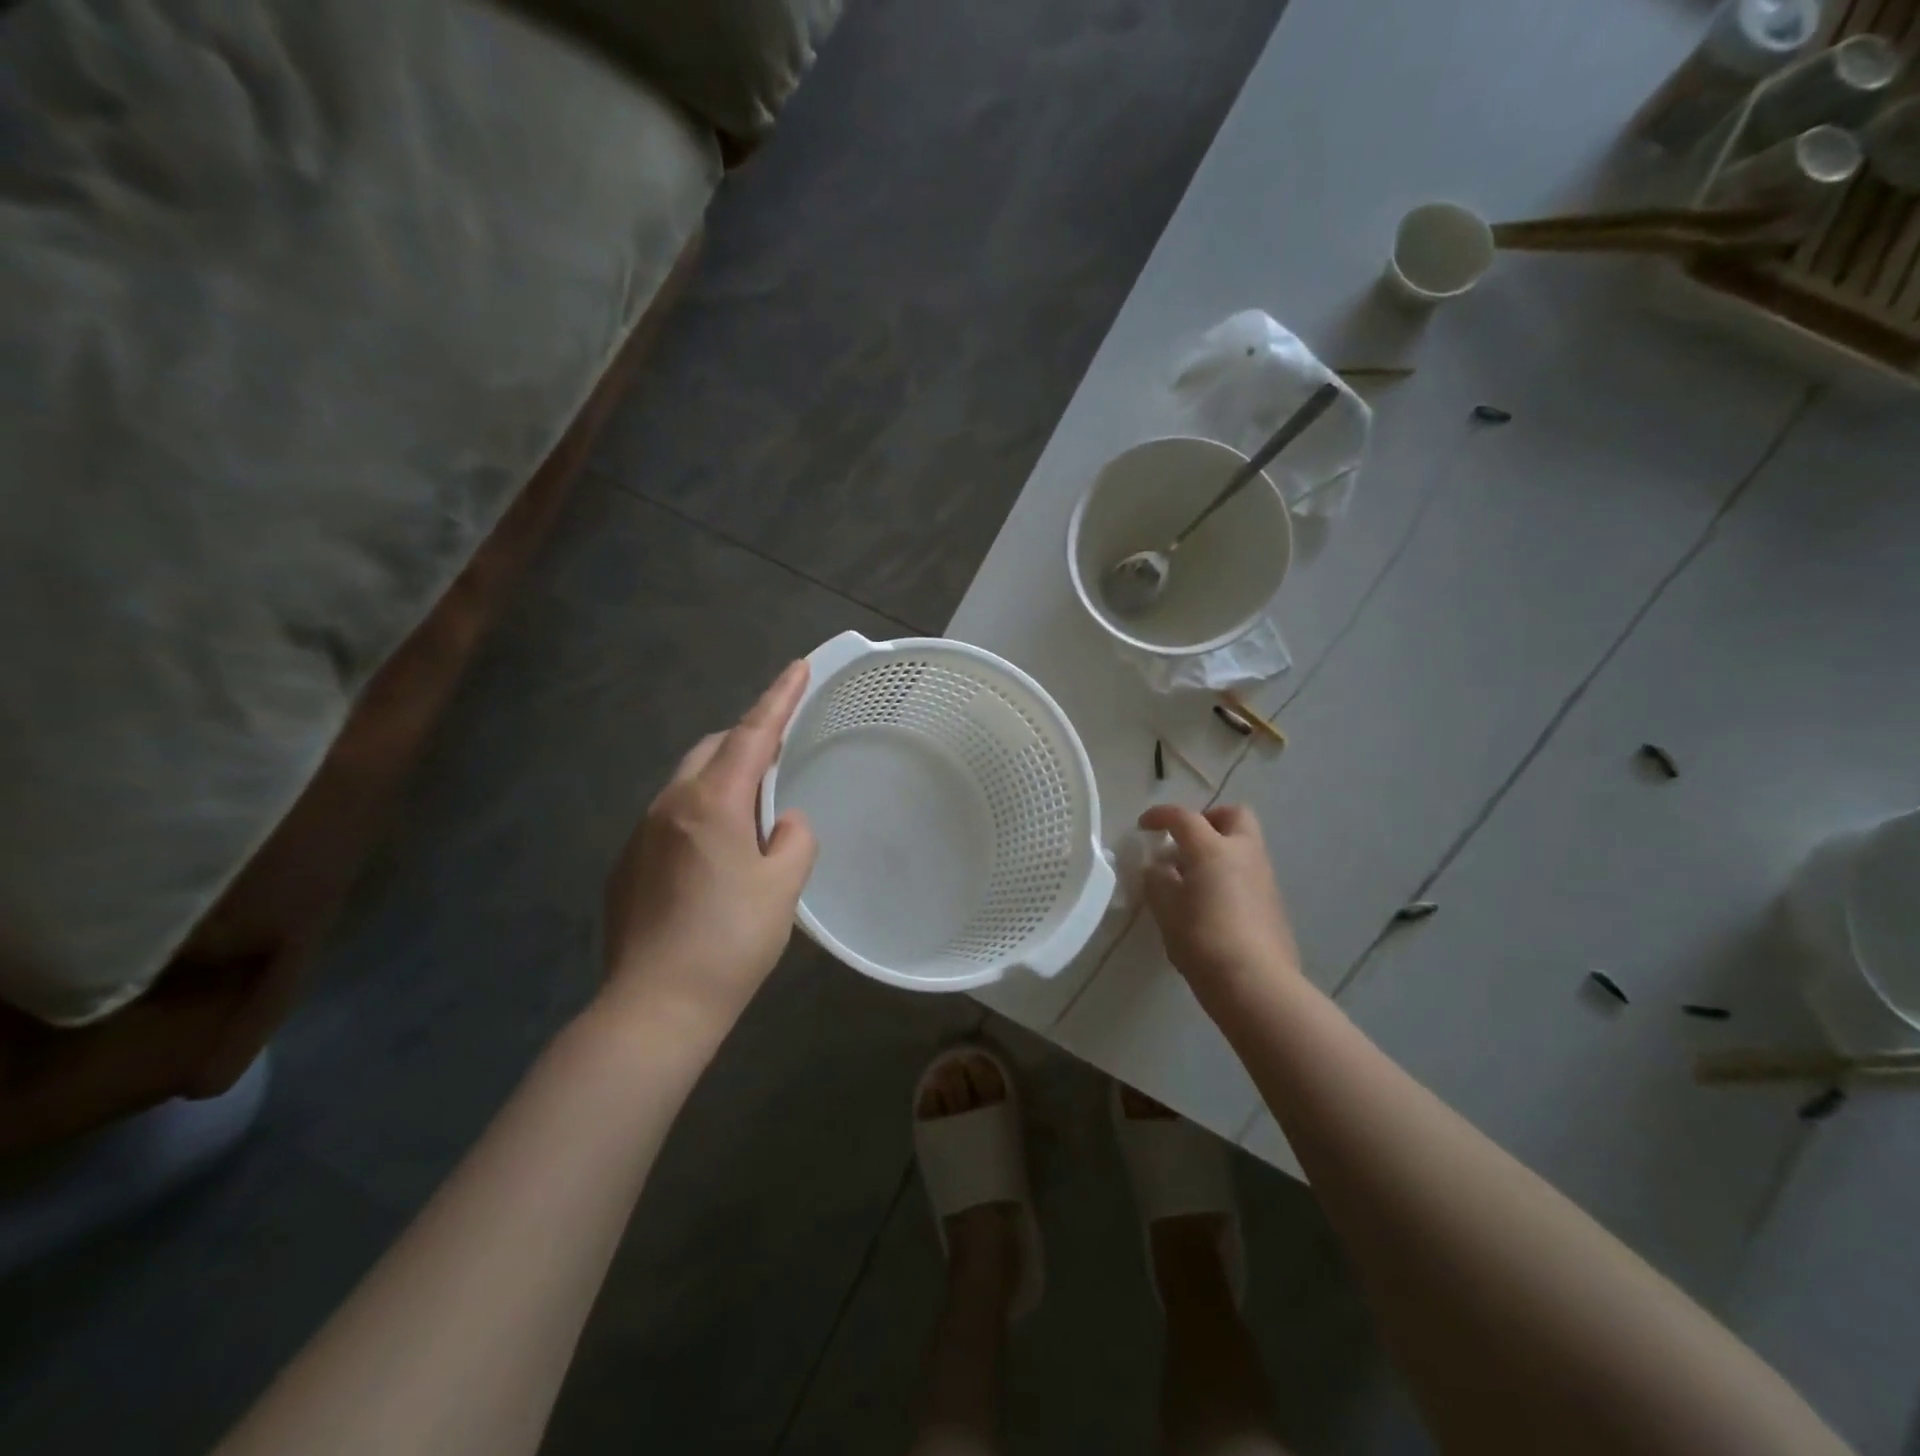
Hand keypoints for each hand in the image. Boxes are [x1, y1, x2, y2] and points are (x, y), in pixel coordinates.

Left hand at [599, 661, 817, 1044]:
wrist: (655, 1007)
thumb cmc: (730, 941)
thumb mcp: (783, 887)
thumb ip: (794, 839)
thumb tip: (784, 822)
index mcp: (712, 802)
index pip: (752, 734)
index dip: (779, 698)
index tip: (798, 666)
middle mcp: (670, 805)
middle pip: (712, 749)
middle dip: (747, 738)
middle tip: (780, 752)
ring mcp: (641, 834)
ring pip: (688, 783)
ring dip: (722, 779)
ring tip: (753, 810)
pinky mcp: (627, 865)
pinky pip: (671, 818)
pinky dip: (700, 814)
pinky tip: (715, 856)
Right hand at [1138, 804, 1301, 1012]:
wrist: (1255, 984)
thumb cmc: (1202, 940)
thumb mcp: (1165, 908)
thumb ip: (1157, 880)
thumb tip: (1160, 868)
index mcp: (1213, 849)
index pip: (1183, 818)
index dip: (1160, 816)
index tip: (1144, 826)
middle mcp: (1244, 854)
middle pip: (1233, 816)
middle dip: (1208, 821)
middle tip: (1186, 842)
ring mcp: (1264, 878)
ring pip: (1244, 846)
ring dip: (1220, 851)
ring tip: (1194, 879)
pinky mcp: (1274, 904)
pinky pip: (1249, 874)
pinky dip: (1230, 876)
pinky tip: (1213, 904)